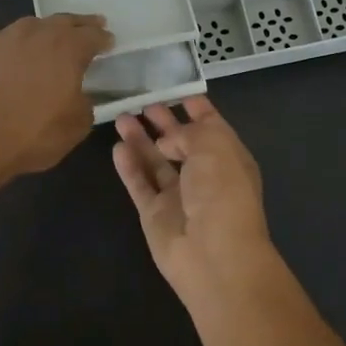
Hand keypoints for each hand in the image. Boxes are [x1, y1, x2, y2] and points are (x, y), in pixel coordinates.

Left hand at [0, 9, 111, 180]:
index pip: (92, 36)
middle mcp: (35, 34)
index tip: (109, 41)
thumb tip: (79, 95)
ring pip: (26, 24)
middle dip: (78, 24)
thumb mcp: (76, 127)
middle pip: (61, 22)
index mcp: (67, 50)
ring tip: (45, 34)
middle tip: (87, 26)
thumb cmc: (31, 136)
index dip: (103, 38)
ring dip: (40, 28)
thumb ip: (84, 104)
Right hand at [112, 97, 273, 297]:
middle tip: (142, 102)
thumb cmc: (222, 192)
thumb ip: (188, 133)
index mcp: (228, 158)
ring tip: (120, 117)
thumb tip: (166, 142)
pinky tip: (117, 148)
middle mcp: (204, 175)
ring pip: (156, 162)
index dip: (197, 109)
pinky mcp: (154, 214)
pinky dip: (129, 166)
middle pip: (181, 143)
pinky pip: (140, 184)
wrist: (213, 254)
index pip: (212, 126)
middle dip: (164, 122)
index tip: (178, 91)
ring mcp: (178, 196)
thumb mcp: (213, 146)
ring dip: (140, 140)